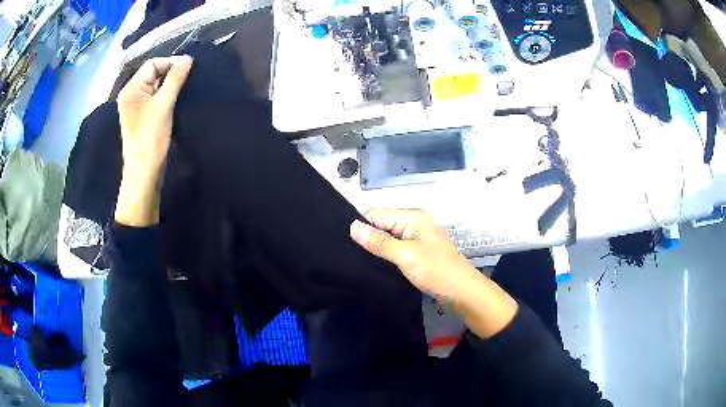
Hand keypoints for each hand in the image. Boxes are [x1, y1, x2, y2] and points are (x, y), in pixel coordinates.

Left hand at [115, 56, 192, 226]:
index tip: (190, 68)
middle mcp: (131, 95)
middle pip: (153, 73)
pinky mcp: (143, 118)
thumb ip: (175, 79)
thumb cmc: (150, 140)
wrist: (144, 174)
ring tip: (185, 88)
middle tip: (189, 79)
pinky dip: (167, 96)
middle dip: (171, 73)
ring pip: (156, 86)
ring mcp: (136, 107)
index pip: (153, 64)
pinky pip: (155, 98)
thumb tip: (188, 59)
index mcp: (131, 89)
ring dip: (170, 85)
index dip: (171, 63)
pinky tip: (177, 100)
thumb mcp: (163, 105)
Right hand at [349, 209, 476, 299]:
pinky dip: (387, 255)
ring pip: (388, 238)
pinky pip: (396, 248)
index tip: (346, 244)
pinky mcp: (418, 251)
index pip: (376, 214)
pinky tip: (377, 265)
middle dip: (368, 238)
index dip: (361, 226)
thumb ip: (379, 242)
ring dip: (377, 248)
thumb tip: (353, 227)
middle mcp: (414, 223)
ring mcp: (417, 238)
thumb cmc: (436, 271)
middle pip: (382, 224)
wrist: (463, 292)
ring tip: (360, 262)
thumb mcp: (405, 256)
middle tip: (352, 256)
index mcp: (412, 217)